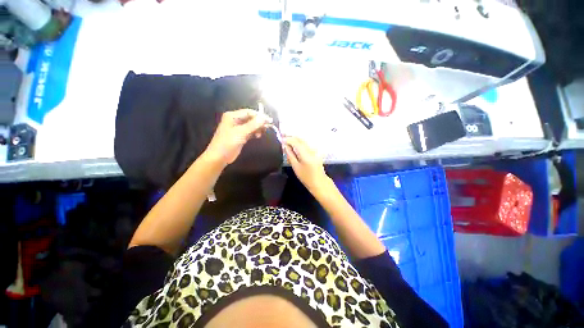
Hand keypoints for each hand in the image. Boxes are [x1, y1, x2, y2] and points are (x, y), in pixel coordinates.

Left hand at [204, 109, 270, 165]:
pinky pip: (250, 132)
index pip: (249, 112)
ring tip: (262, 133)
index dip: (259, 116)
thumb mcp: (241, 132)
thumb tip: (264, 118)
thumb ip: (253, 125)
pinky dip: (255, 133)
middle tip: (267, 127)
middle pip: (250, 118)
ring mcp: (238, 128)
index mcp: (232, 116)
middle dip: (259, 122)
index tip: (269, 120)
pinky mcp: (240, 136)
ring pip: (251, 125)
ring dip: (257, 128)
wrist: (219, 157)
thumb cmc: (228, 143)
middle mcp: (235, 120)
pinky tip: (258, 136)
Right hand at [283, 136, 332, 195]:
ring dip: (295, 139)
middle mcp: (311, 149)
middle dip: (291, 137)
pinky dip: (299, 143)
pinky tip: (294, 145)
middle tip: (282, 137)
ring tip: (287, 141)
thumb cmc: (306, 177)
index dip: (288, 139)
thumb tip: (285, 146)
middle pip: (300, 139)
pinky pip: (306, 144)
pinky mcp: (315, 151)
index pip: (296, 142)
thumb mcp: (296, 167)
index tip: (281, 139)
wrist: (319, 182)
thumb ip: (290, 155)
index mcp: (306, 154)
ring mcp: (314, 150)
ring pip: (303, 141)